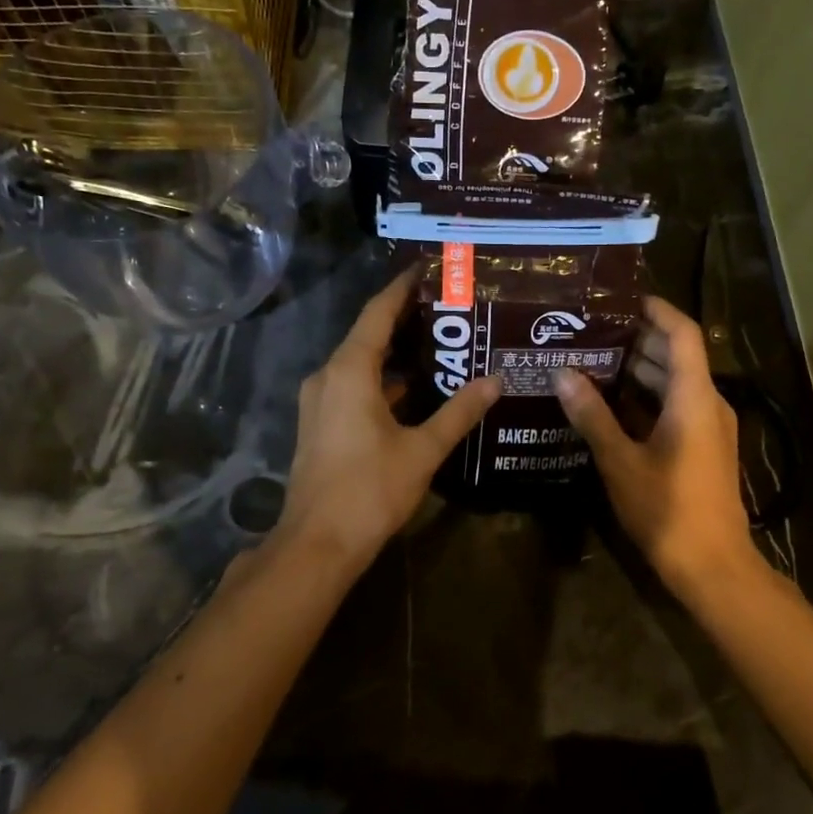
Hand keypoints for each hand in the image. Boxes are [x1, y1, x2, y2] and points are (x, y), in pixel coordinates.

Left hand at [276, 269, 499, 577]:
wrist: (317, 545)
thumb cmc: (370, 490)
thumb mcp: (422, 449)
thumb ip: (459, 412)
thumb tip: (494, 381)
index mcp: (349, 370)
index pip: (378, 312)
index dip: (402, 288)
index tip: (429, 268)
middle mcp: (328, 376)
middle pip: (368, 334)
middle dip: (405, 319)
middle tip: (449, 306)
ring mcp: (321, 401)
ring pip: (361, 363)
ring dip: (395, 353)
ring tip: (440, 343)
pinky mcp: (322, 424)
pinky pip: (355, 386)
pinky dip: (383, 380)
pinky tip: (417, 388)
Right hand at [552, 296, 755, 598]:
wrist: (714, 567)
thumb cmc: (668, 510)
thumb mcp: (621, 461)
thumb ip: (592, 415)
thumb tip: (563, 374)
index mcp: (694, 398)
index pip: (682, 334)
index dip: (656, 310)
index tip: (621, 299)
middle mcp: (709, 404)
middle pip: (677, 356)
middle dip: (638, 339)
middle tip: (592, 330)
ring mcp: (710, 428)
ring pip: (676, 383)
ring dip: (641, 370)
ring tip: (594, 360)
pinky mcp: (705, 449)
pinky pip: (677, 407)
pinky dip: (648, 398)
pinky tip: (612, 404)